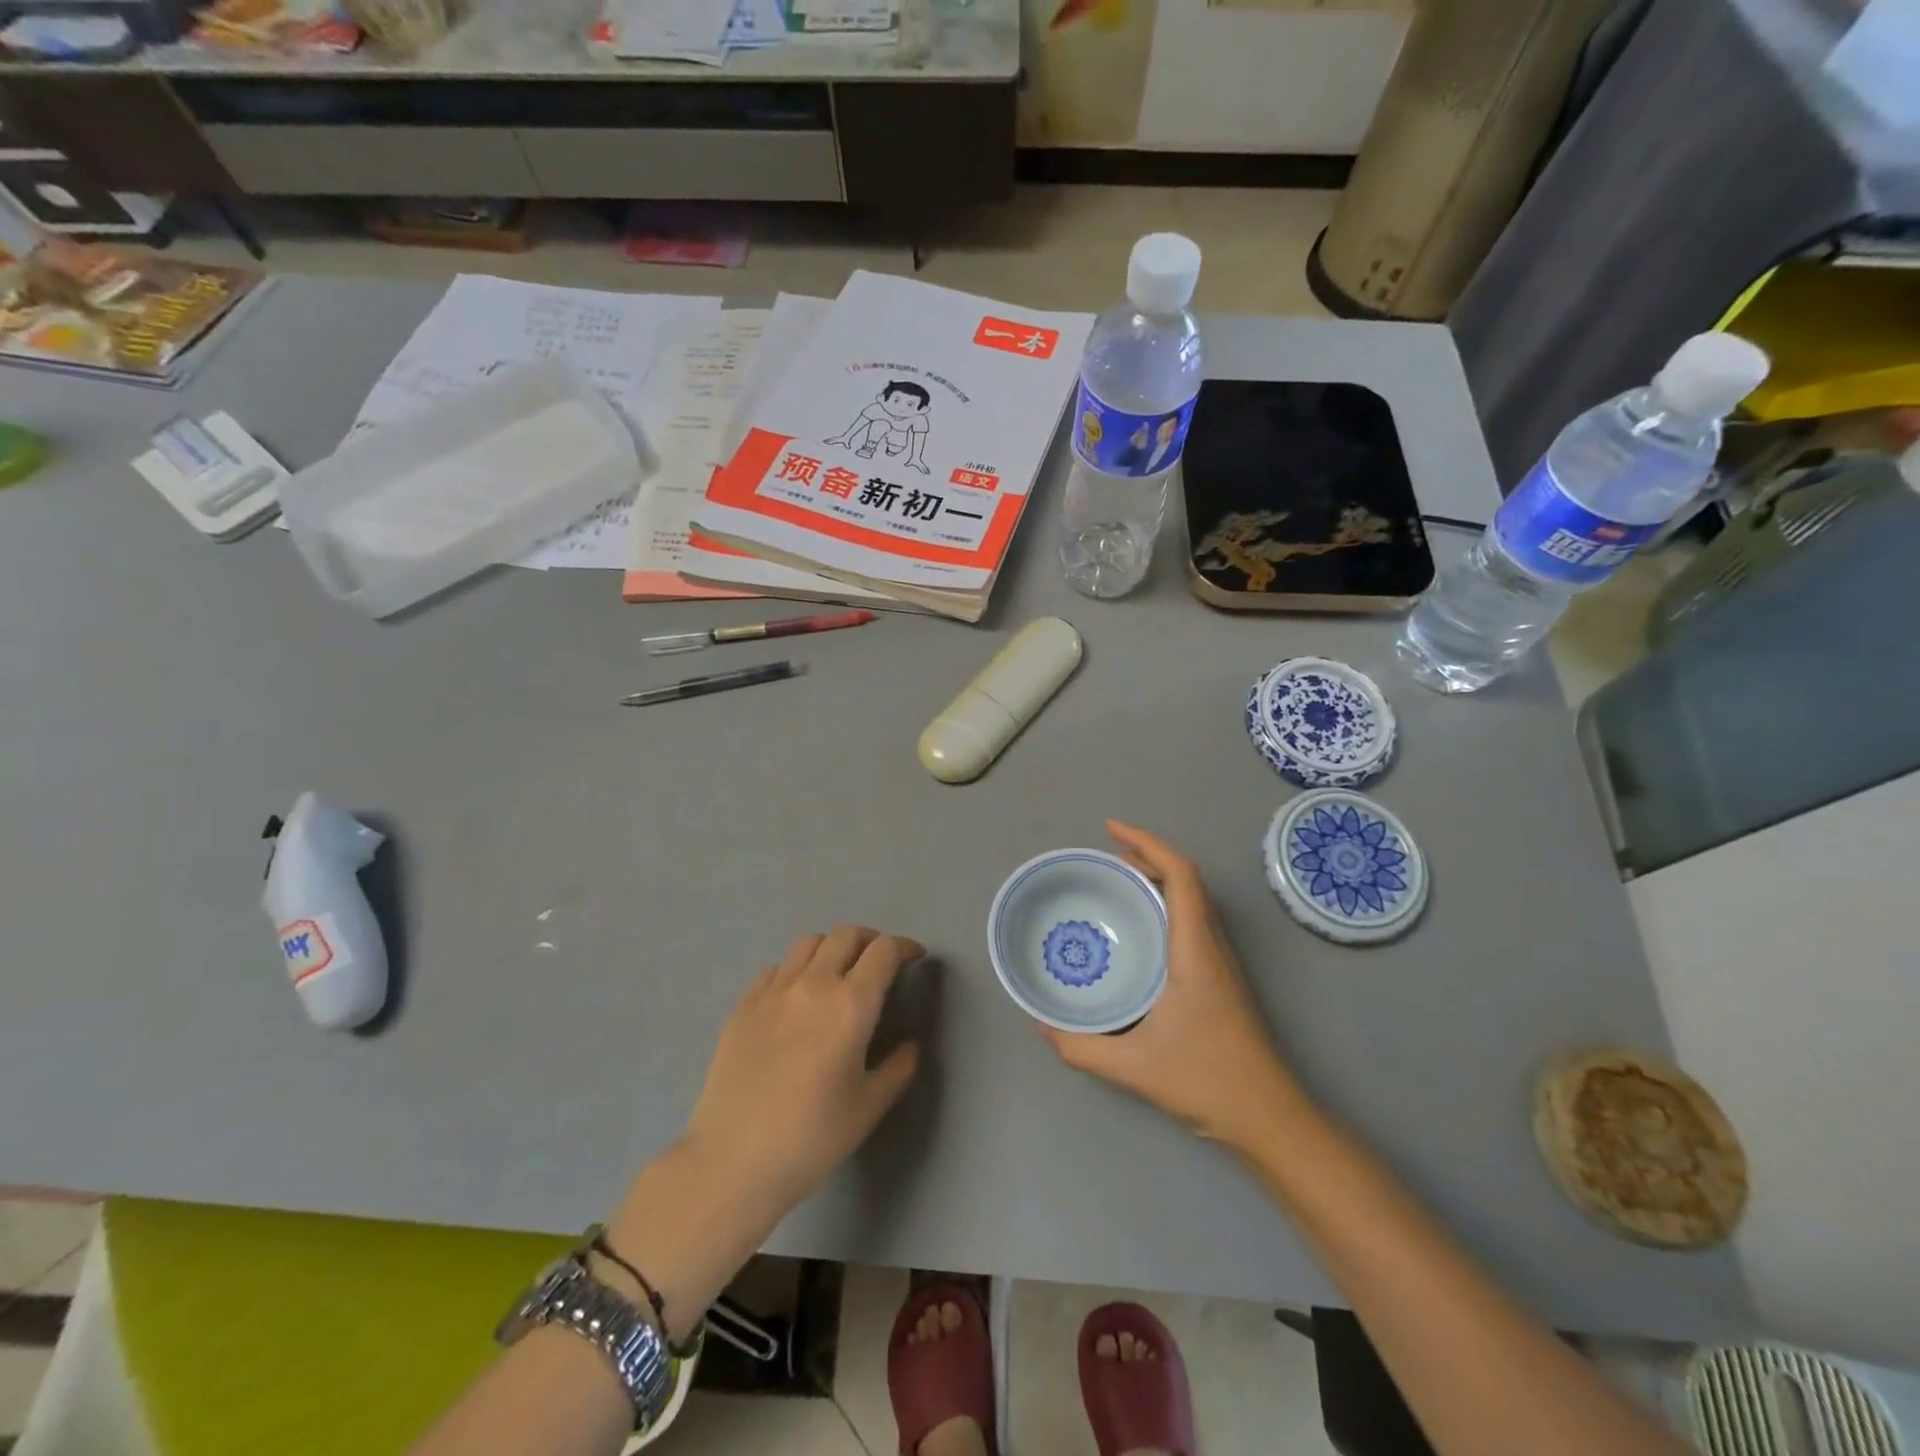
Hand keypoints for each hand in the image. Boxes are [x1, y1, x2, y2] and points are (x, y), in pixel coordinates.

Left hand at [681, 925, 924, 1216]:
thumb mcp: (869, 1108)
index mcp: (850, 1004)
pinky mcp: (743, 1005)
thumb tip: (911, 1045)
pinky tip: (796, 998)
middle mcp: (813, 984)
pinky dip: (796, 969)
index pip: (884, 951)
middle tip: (879, 962)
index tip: (914, 957)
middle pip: (846, 934)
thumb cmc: (811, 1138)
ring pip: (809, 942)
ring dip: (832, 947)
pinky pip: (775, 968)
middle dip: (870, 940)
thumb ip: (898, 1068)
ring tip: (838, 972)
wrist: (733, 1161)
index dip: (904, 946)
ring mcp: (773, 991)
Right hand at [1041, 822, 1306, 1150]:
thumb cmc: (1208, 1082)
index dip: (1147, 842)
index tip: (1110, 829)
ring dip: (1156, 878)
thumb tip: (1041, 1023)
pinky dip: (1164, 904)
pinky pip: (1191, 920)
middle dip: (1145, 855)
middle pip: (1185, 879)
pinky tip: (1138, 930)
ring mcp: (1220, 960)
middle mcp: (1211, 945)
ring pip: (1192, 899)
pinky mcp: (1220, 976)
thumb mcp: (1134, 1068)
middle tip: (1102, 859)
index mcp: (1195, 950)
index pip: (1180, 875)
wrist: (1270, 1117)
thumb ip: (1081, 1047)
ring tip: (1115, 883)